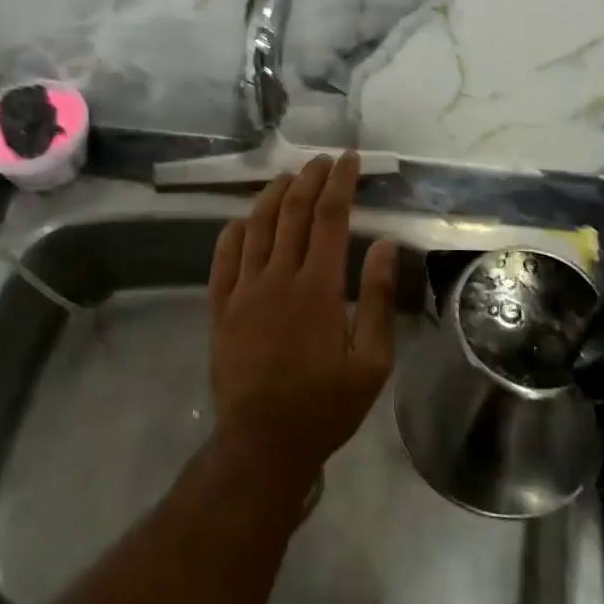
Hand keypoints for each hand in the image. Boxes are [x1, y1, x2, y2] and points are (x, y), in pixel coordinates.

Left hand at [208, 153, 398, 486]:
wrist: (263, 443)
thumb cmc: (325, 405)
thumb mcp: (371, 362)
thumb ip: (375, 298)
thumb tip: (384, 244)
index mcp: (317, 287)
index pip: (330, 217)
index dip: (340, 182)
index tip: (349, 160)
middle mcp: (277, 278)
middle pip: (292, 212)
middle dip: (309, 179)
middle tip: (322, 161)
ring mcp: (242, 290)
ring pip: (256, 226)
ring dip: (273, 195)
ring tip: (288, 176)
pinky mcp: (219, 307)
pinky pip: (223, 257)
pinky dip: (234, 231)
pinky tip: (244, 219)